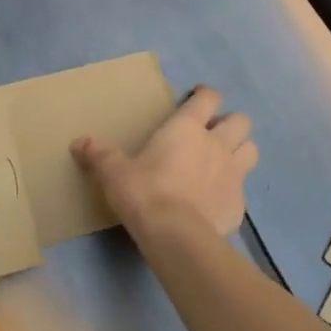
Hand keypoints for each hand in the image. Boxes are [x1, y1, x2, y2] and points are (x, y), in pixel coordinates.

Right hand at [73, 85, 258, 236]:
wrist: (175, 236)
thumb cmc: (144, 193)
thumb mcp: (114, 172)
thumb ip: (99, 154)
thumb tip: (78, 142)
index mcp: (187, 128)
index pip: (208, 98)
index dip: (205, 94)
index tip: (197, 97)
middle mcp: (217, 144)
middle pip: (241, 121)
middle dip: (230, 124)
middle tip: (212, 134)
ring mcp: (234, 174)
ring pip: (251, 150)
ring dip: (240, 152)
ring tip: (222, 162)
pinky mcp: (239, 204)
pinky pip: (242, 190)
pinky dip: (232, 190)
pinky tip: (215, 201)